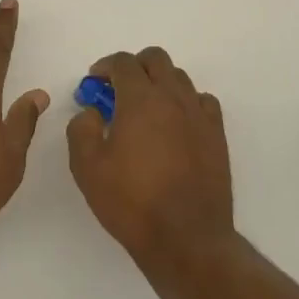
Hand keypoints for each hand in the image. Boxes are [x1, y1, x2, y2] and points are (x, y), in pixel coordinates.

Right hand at [67, 48, 234, 268]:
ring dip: (159, 82)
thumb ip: (81, 129)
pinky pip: (203, 101)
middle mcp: (173, 98)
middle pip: (156, 59)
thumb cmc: (132, 202)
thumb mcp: (87, 168)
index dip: (105, 67)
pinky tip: (176, 123)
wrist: (186, 239)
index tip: (93, 83)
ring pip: (180, 77)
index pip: (123, 62)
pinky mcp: (217, 136)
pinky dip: (186, 102)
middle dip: (134, 66)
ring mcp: (199, 115)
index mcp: (141, 100)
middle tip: (118, 90)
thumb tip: (92, 112)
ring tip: (146, 109)